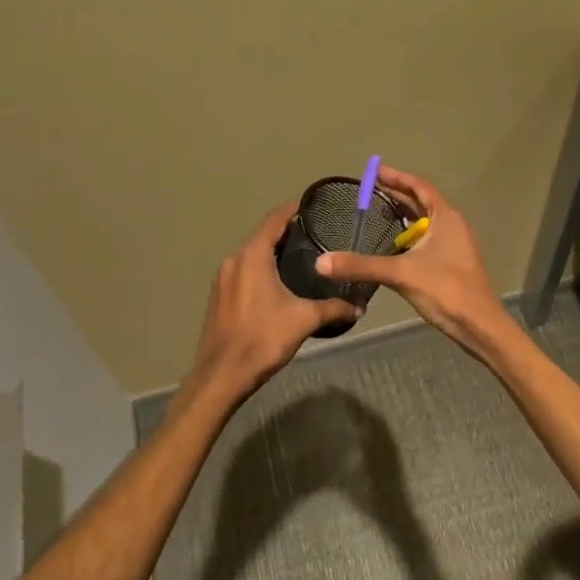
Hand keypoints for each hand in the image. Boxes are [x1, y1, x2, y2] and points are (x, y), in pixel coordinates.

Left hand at [188, 202, 358, 404]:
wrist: (222, 374)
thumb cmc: (263, 338)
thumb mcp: (304, 320)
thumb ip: (334, 308)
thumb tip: (360, 306)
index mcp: (252, 255)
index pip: (275, 219)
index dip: (294, 209)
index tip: (313, 205)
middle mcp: (234, 259)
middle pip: (263, 235)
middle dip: (287, 231)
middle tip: (315, 233)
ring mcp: (223, 278)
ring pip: (251, 254)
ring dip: (272, 251)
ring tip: (301, 257)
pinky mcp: (219, 295)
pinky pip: (243, 271)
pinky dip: (261, 268)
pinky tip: (277, 282)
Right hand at [313, 166, 513, 356]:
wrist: (480, 327)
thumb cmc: (445, 290)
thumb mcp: (401, 273)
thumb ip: (361, 266)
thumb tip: (321, 262)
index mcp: (445, 217)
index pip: (419, 187)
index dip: (397, 178)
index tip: (375, 172)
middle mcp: (452, 225)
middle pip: (421, 203)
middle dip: (396, 196)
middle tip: (369, 191)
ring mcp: (454, 245)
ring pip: (424, 223)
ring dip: (402, 217)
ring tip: (376, 214)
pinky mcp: (452, 263)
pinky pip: (426, 240)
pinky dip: (408, 237)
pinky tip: (391, 247)